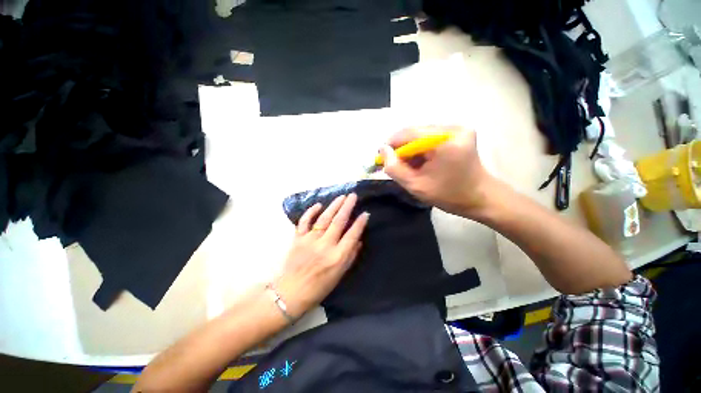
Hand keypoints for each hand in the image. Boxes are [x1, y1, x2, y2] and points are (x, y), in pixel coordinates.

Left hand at [274, 194, 368, 318]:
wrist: (291, 292)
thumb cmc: (319, 287)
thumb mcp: (340, 275)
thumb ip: (350, 256)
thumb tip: (358, 240)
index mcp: (337, 257)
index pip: (352, 235)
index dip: (360, 223)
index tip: (365, 213)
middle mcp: (325, 246)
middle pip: (338, 222)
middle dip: (347, 207)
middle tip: (353, 195)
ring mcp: (310, 240)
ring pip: (324, 218)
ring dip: (334, 206)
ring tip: (342, 196)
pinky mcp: (298, 239)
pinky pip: (304, 222)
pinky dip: (311, 212)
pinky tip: (318, 205)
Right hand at [380, 126, 493, 215]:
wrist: (480, 197)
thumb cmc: (448, 195)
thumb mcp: (416, 186)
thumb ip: (395, 168)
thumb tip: (383, 150)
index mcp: (445, 140)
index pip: (409, 133)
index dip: (392, 143)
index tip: (381, 157)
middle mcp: (453, 127)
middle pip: (416, 131)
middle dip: (402, 147)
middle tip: (394, 163)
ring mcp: (458, 128)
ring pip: (422, 134)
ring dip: (411, 148)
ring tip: (408, 165)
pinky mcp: (459, 132)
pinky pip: (431, 136)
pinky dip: (421, 148)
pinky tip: (420, 161)